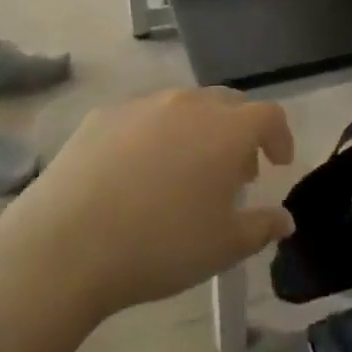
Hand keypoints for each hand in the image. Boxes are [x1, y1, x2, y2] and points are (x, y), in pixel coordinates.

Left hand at [0, 88, 295, 320]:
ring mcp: (142, 105)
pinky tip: (138, 173)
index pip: (269, 116)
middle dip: (240, 132)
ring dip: (197, 131)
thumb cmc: (160, 245)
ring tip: (185, 173)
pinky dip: (155, 135)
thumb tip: (284, 219)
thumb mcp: (223, 248)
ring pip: (184, 106)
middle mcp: (188, 104)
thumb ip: (262, 227)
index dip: (280, 137)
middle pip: (227, 103)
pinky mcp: (103, 115)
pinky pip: (143, 116)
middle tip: (234, 172)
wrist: (67, 243)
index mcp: (226, 130)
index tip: (277, 165)